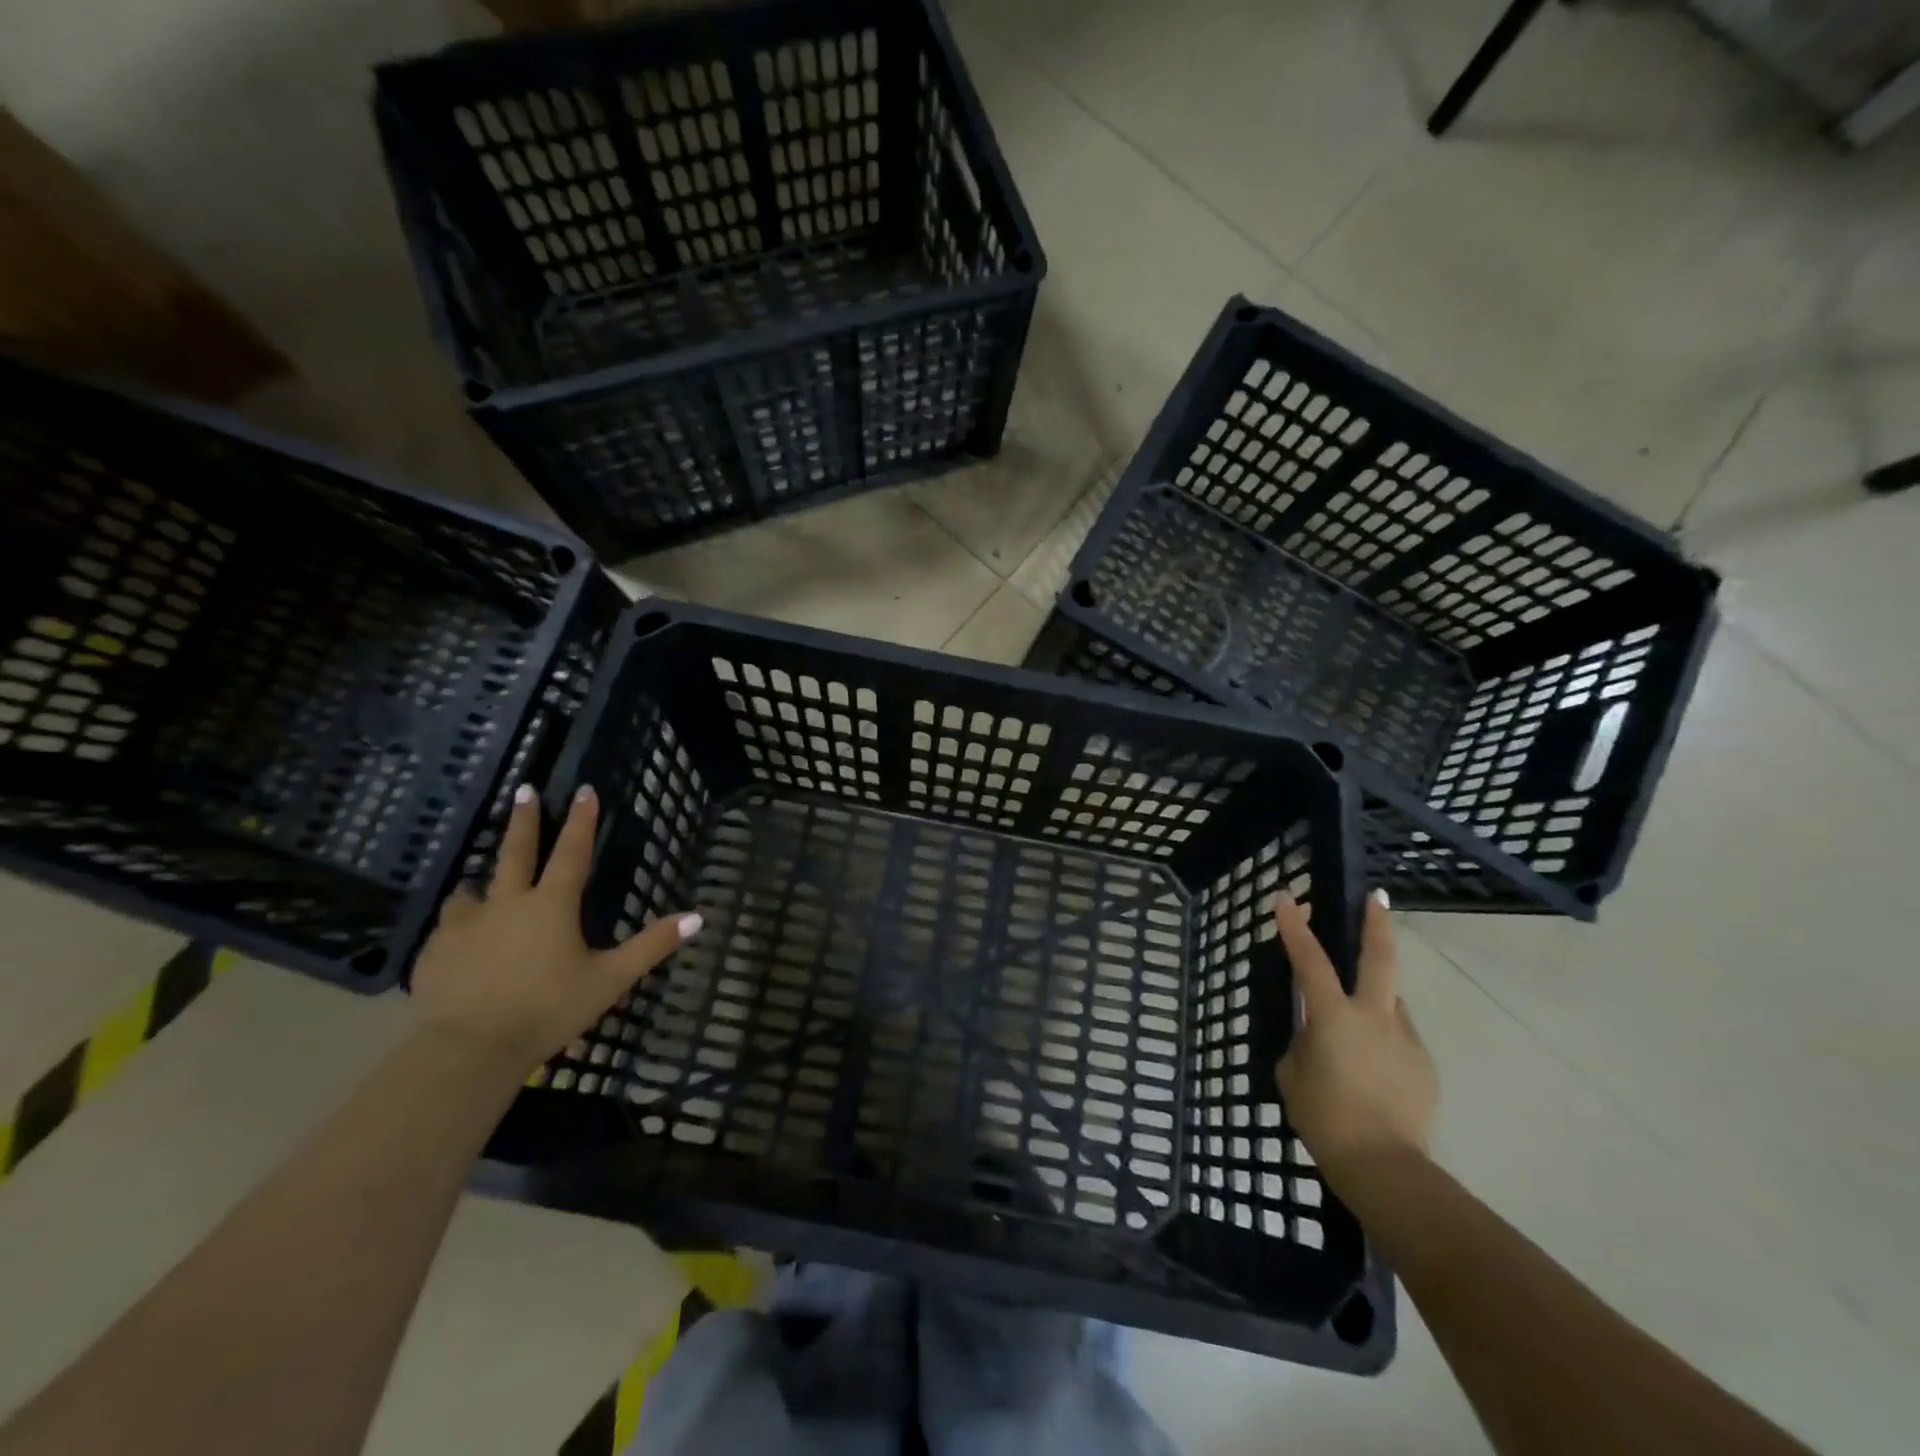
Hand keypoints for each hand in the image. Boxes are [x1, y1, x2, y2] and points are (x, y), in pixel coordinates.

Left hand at [410, 783, 700, 1072]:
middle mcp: (506, 904)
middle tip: (523, 790)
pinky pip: (447, 926)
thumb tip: (697, 917)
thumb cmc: (548, 1010)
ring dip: (483, 880)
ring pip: (472, 890)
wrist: (469, 1050)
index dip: (581, 820)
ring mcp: (464, 926)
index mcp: (551, 905)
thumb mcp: (610, 980)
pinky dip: (459, 923)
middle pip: (515, 852)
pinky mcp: (434, 952)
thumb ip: (652, 946)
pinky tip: (460, 939)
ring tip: (482, 882)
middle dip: (523, 820)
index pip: (571, 852)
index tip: (583, 790)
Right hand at [1274, 889, 1436, 1180]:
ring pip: (1392, 1001)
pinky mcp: (1424, 1066)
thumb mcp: (1293, 1073)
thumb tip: (1315, 1035)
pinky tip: (1371, 1065)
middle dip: (1376, 923)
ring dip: (1376, 994)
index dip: (1295, 926)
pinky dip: (1383, 1037)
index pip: (1309, 960)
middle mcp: (1375, 1017)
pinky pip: (1399, 1036)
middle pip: (1380, 958)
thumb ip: (1303, 1042)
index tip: (1286, 898)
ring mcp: (1406, 1040)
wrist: (1386, 1169)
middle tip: (1376, 897)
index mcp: (1334, 1016)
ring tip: (1356, 1019)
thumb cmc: (1325, 1118)